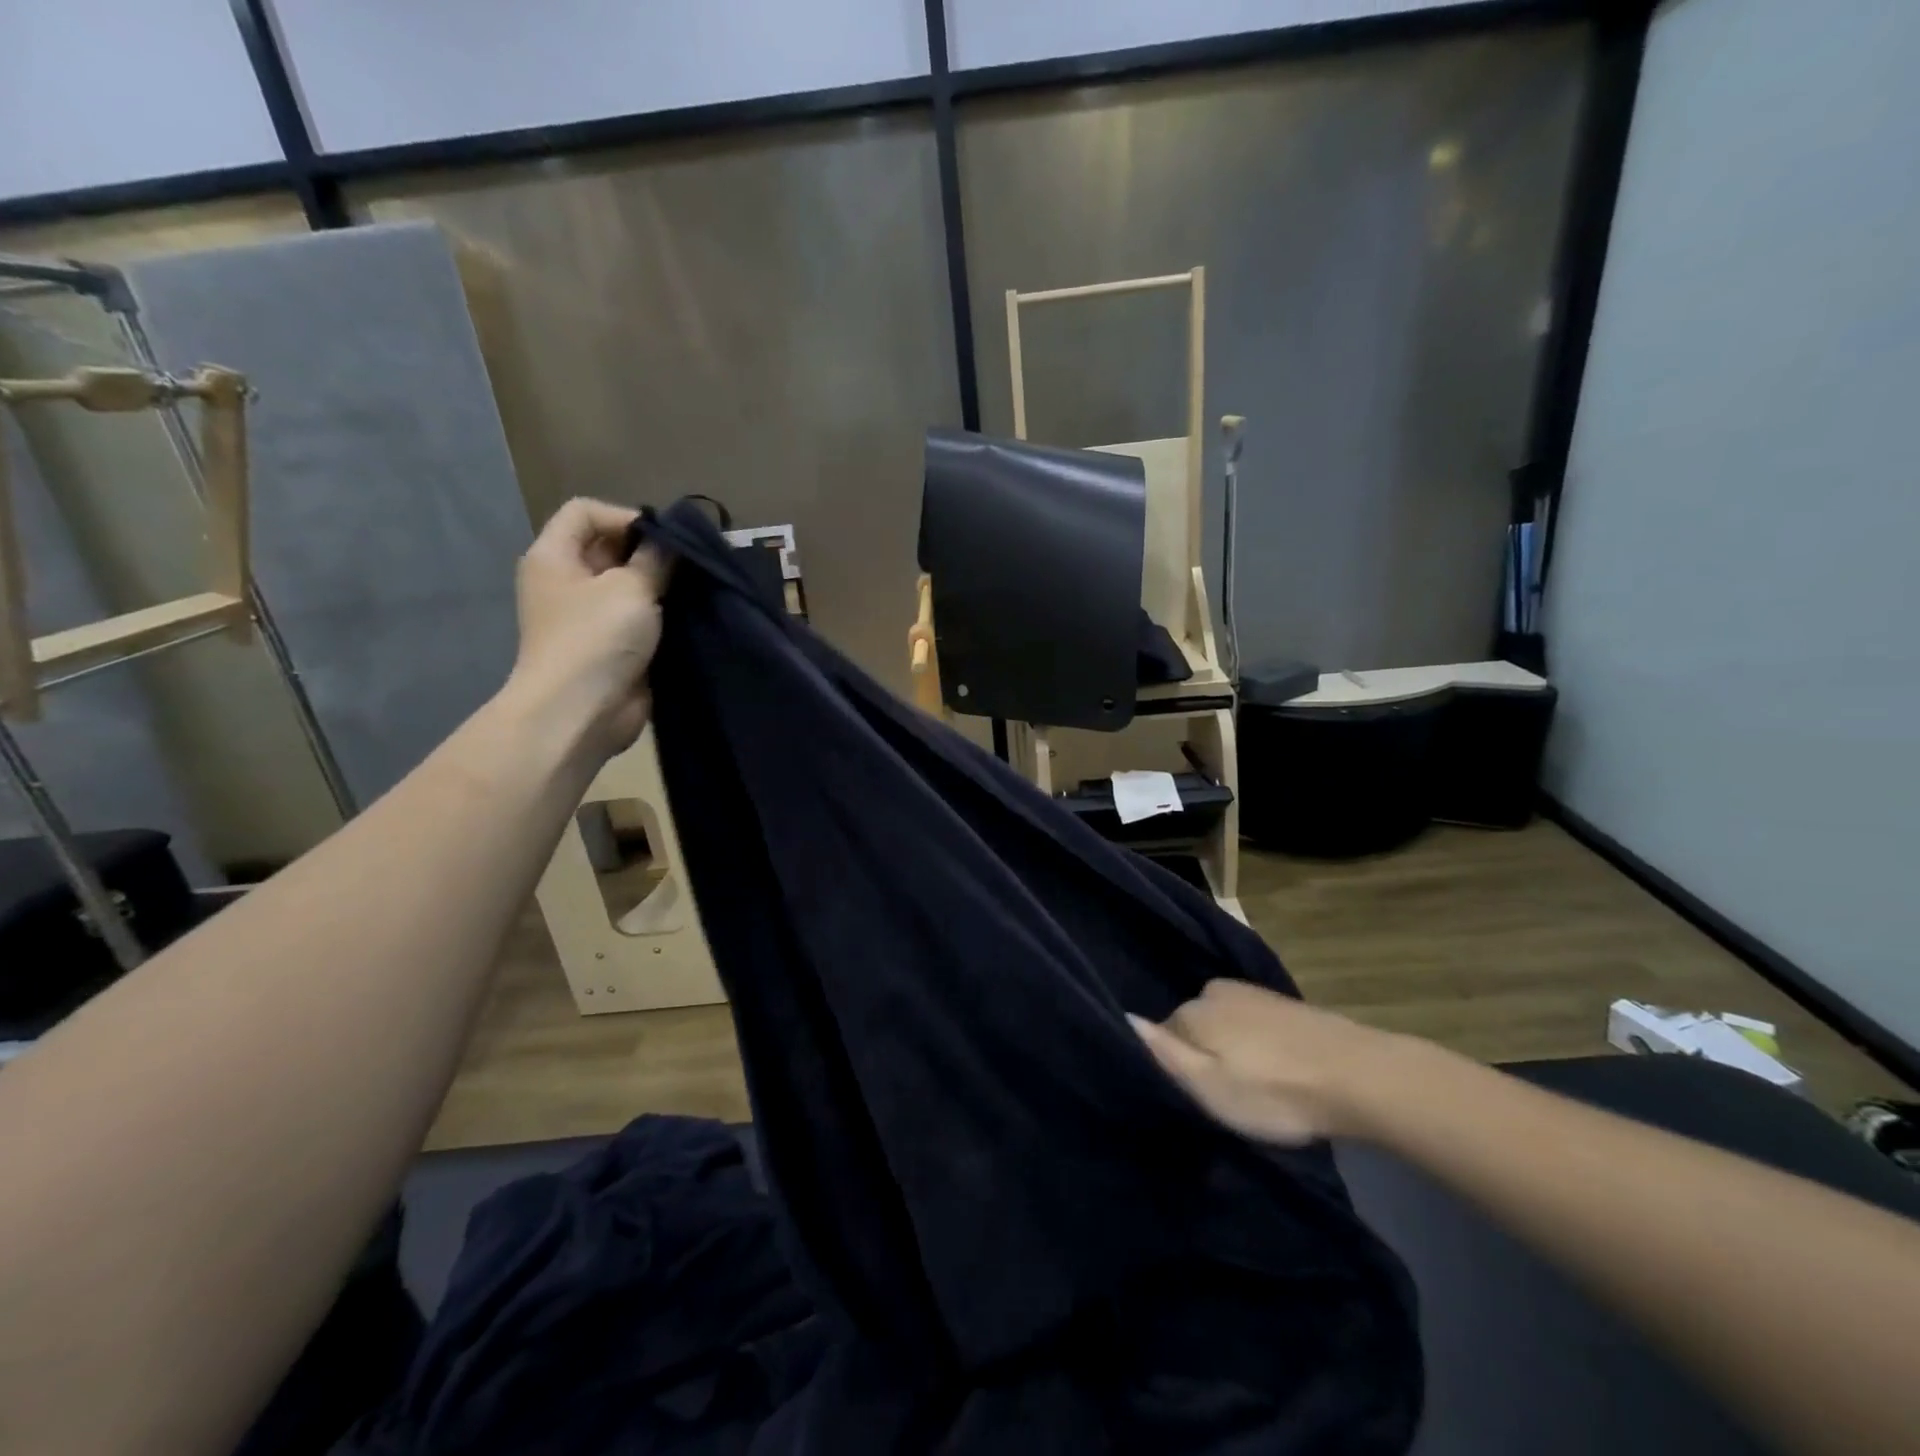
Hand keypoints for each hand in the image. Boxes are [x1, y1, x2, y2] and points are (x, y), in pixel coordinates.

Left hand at [504, 498, 669, 761]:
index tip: (664, 540)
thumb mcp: (630, 587)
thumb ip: (656, 558)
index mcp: (554, 557)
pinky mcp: (613, 645)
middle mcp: (568, 582)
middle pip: (610, 547)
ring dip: (661, 587)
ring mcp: (590, 617)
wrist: (581, 713)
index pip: (585, 512)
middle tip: (690, 564)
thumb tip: (672, 542)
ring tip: (695, 590)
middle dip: (650, 553)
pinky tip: (690, 617)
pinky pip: (640, 619)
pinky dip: (663, 616)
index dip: (625, 516)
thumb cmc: (596, 639)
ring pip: (629, 585)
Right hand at [1129, 981, 1413, 1145]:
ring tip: (1256, 1089)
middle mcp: (1215, 991)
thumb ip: (1163, 1053)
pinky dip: (1257, 1046)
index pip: (1163, 1037)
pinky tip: (1277, 1071)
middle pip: (1193, 1027)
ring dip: (1233, 1052)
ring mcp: (1254, 994)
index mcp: (1193, 1009)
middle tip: (1227, 1099)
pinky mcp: (1285, 1005)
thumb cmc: (1274, 1090)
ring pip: (1225, 1026)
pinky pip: (1253, 1026)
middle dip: (1203, 1057)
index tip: (1194, 1099)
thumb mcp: (1208, 1087)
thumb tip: (1123, 1017)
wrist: (1358, 1076)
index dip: (1175, 1069)